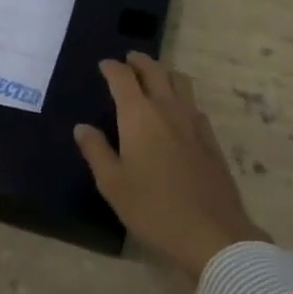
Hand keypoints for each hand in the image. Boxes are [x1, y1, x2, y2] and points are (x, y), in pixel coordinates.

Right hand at [74, 52, 270, 279]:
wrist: (211, 233)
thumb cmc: (153, 208)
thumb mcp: (113, 184)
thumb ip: (96, 151)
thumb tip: (82, 127)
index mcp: (139, 115)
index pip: (123, 77)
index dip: (112, 68)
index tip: (104, 65)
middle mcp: (167, 108)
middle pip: (154, 70)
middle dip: (139, 61)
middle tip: (129, 60)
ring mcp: (193, 121)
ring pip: (179, 82)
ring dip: (163, 73)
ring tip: (154, 78)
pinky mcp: (210, 138)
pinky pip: (193, 104)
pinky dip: (181, 96)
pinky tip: (178, 111)